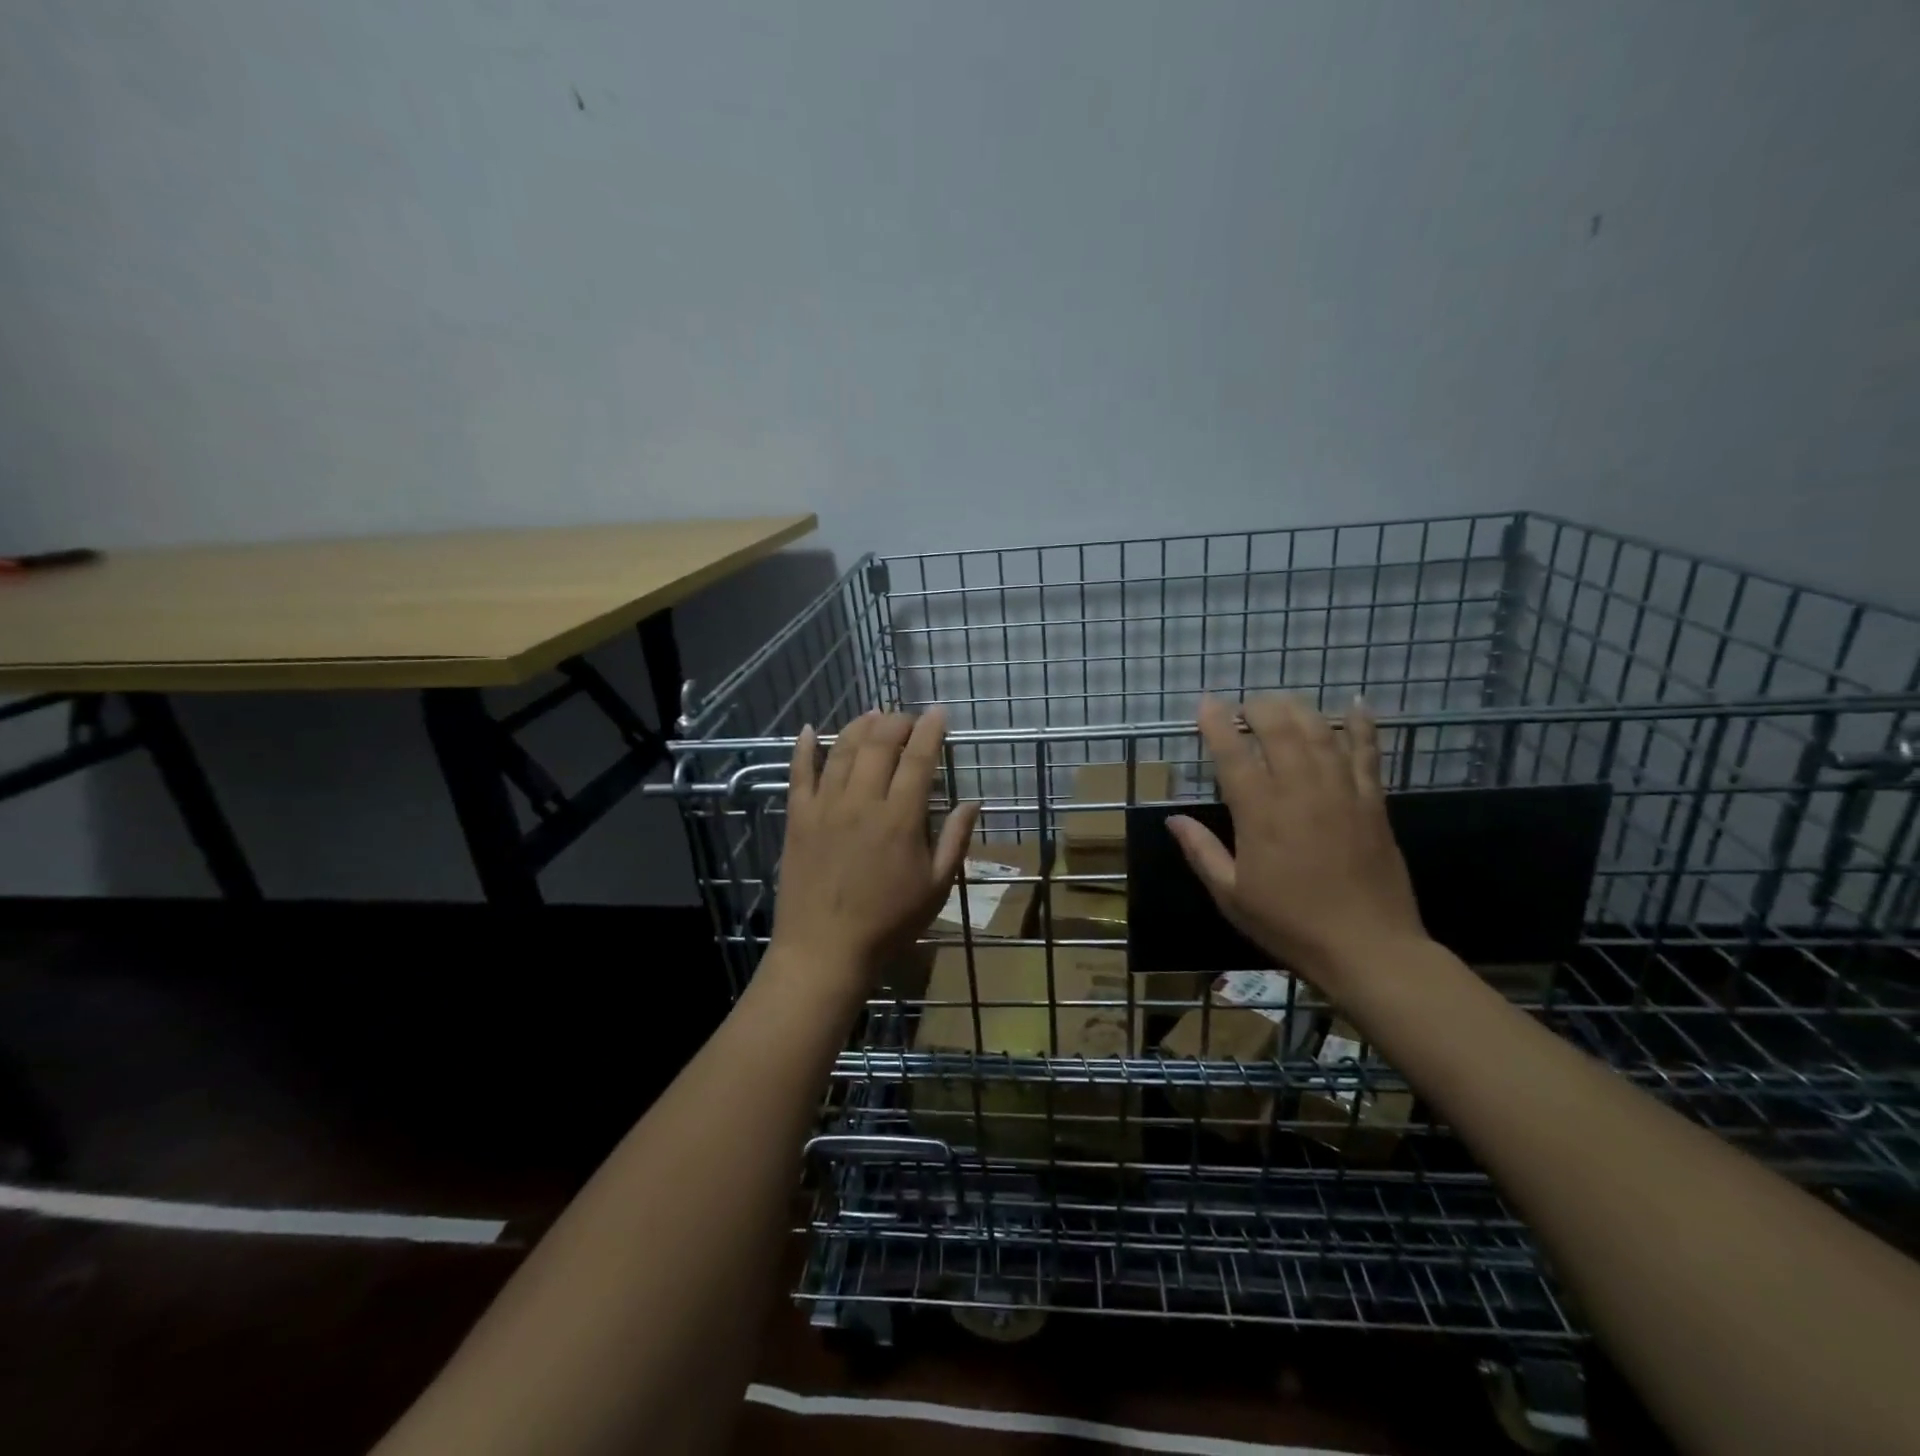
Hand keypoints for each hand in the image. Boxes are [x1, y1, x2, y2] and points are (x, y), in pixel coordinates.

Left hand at [770, 710, 979, 989]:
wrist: (825, 950)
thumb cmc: (888, 923)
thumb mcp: (936, 887)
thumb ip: (955, 840)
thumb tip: (973, 802)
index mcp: (900, 818)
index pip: (918, 760)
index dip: (930, 731)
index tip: (939, 713)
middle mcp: (862, 802)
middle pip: (879, 744)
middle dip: (896, 722)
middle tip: (907, 717)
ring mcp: (825, 807)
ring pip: (842, 751)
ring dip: (859, 726)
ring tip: (873, 715)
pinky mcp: (798, 818)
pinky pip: (799, 774)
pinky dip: (804, 749)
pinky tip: (809, 730)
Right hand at [1168, 695, 1425, 994]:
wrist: (1368, 949)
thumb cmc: (1290, 924)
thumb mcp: (1230, 895)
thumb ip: (1201, 851)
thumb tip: (1173, 819)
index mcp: (1260, 814)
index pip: (1233, 754)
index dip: (1217, 723)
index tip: (1206, 703)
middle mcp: (1300, 791)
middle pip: (1279, 730)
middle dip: (1258, 708)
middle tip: (1244, 706)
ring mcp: (1342, 793)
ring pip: (1320, 733)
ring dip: (1298, 709)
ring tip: (1281, 702)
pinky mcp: (1374, 803)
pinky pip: (1368, 754)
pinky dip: (1362, 725)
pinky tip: (1357, 704)